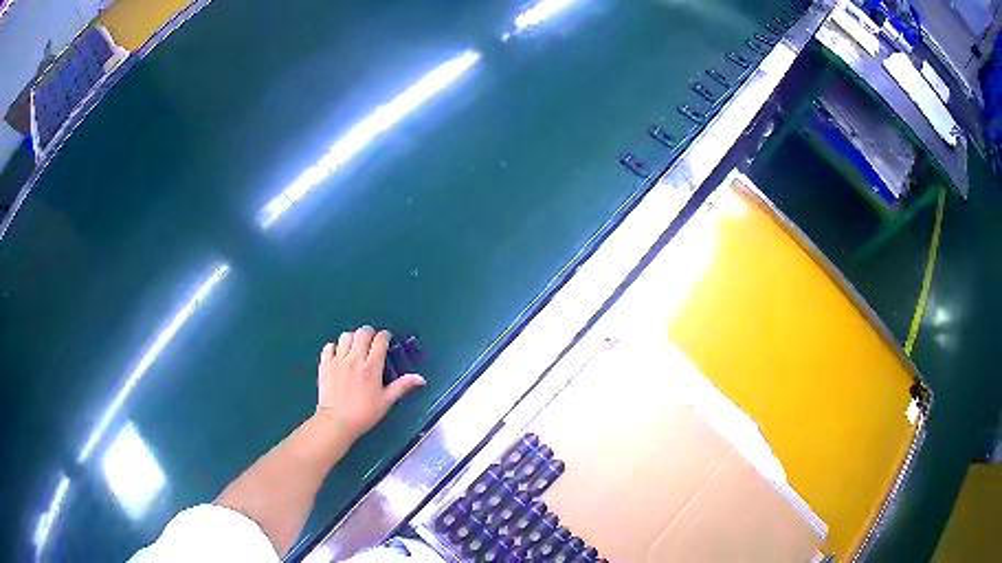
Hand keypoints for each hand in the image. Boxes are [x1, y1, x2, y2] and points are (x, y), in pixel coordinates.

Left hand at [315, 326, 425, 439]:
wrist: (337, 421)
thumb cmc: (364, 413)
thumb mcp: (386, 401)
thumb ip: (402, 386)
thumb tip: (421, 379)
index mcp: (372, 367)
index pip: (380, 340)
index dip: (384, 336)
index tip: (386, 339)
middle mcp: (355, 359)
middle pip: (362, 333)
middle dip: (369, 333)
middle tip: (371, 341)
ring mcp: (338, 360)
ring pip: (346, 336)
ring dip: (352, 338)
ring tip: (355, 347)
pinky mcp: (325, 364)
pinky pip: (329, 346)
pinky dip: (335, 347)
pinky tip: (338, 355)